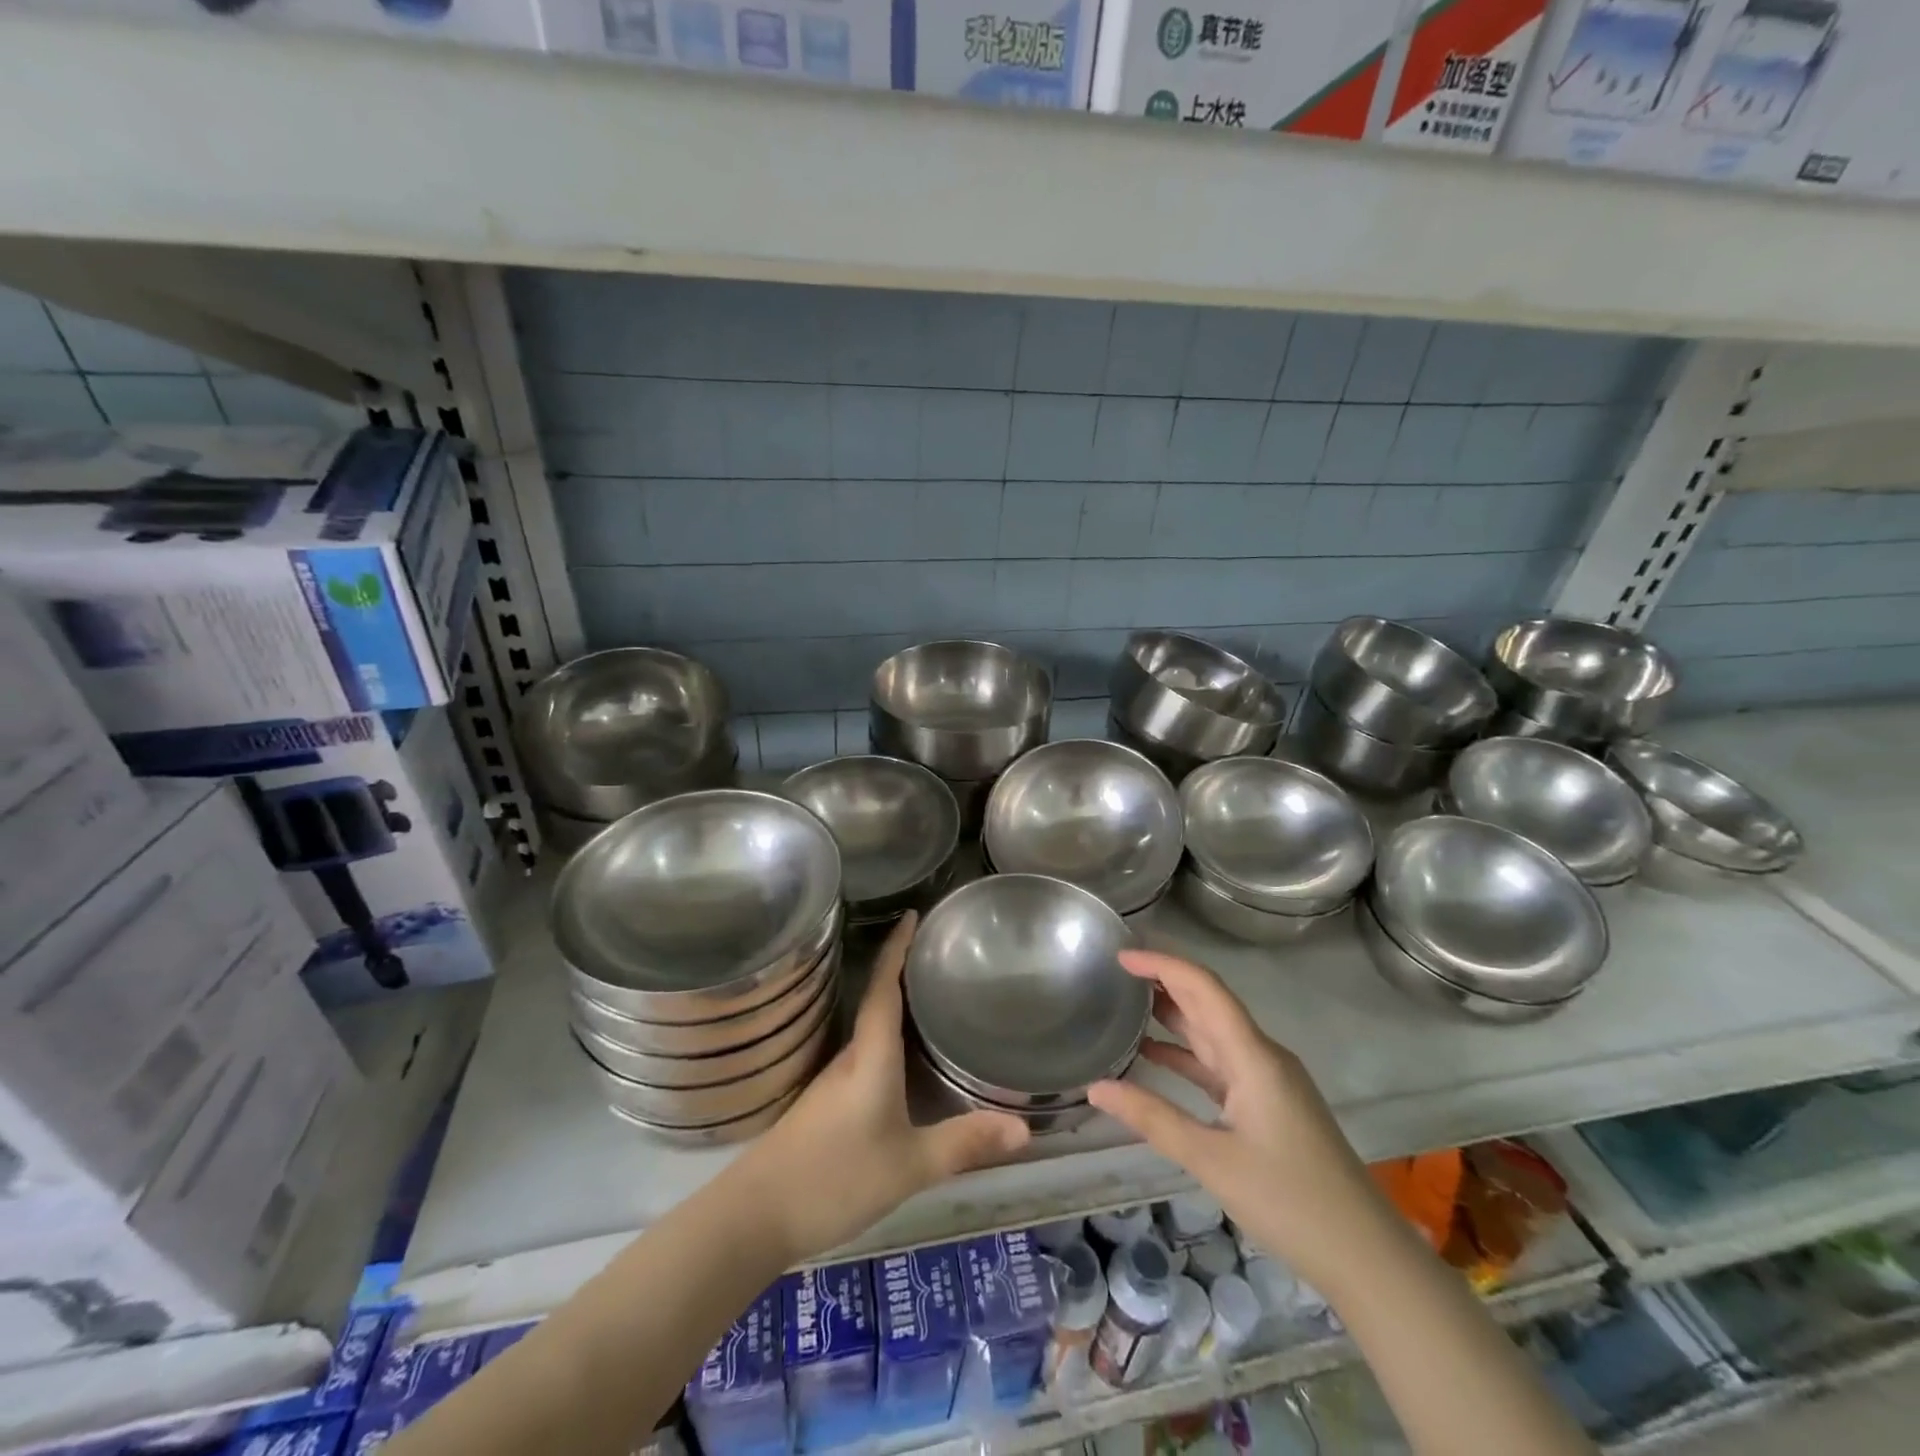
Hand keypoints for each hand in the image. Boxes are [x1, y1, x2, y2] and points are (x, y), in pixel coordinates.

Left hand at [730, 912, 1029, 1262]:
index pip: (884, 987)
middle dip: (904, 969)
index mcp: (871, 1055)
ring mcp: (834, 1081)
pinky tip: (904, 1057)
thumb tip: (1025, 1125)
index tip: (913, 914)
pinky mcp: (826, 1103)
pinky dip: (887, 1038)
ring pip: (870, 1028)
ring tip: (931, 994)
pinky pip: (864, 1053)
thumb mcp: (909, 1165)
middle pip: (877, 999)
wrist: (756, 1216)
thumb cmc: (835, 1178)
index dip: (897, 948)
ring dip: (895, 1003)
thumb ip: (964, 1143)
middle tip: (940, 952)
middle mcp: (851, 1056)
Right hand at [1087, 949, 1386, 1289]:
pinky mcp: (1267, 1104)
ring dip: (1172, 1015)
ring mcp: (1267, 1080)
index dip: (1162, 964)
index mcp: (1253, 1056)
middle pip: (1207, 1002)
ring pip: (1212, 1033)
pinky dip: (1185, 1055)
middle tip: (1114, 972)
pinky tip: (1153, 1057)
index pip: (1203, 988)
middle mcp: (1261, 1055)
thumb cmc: (1290, 1201)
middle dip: (1163, 980)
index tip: (1120, 956)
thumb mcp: (1212, 1160)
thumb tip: (1095, 1087)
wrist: (1365, 1255)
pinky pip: (1219, 1064)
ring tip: (1124, 1004)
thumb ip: (1152, 1118)